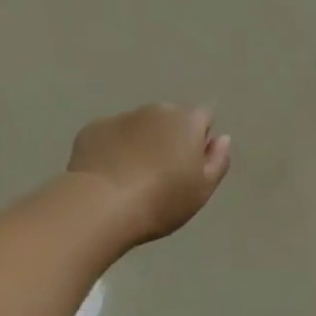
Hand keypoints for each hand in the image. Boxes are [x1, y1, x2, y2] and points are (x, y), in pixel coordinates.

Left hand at [68, 105, 231, 244]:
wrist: (101, 205)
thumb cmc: (161, 200)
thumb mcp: (202, 190)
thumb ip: (218, 160)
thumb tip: (222, 138)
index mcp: (186, 121)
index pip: (204, 117)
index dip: (200, 138)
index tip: (190, 165)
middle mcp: (155, 110)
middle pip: (169, 119)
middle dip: (168, 138)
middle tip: (160, 174)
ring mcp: (121, 117)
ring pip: (138, 126)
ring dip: (139, 142)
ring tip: (130, 178)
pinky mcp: (93, 129)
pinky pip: (109, 135)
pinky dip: (111, 149)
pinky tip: (106, 176)